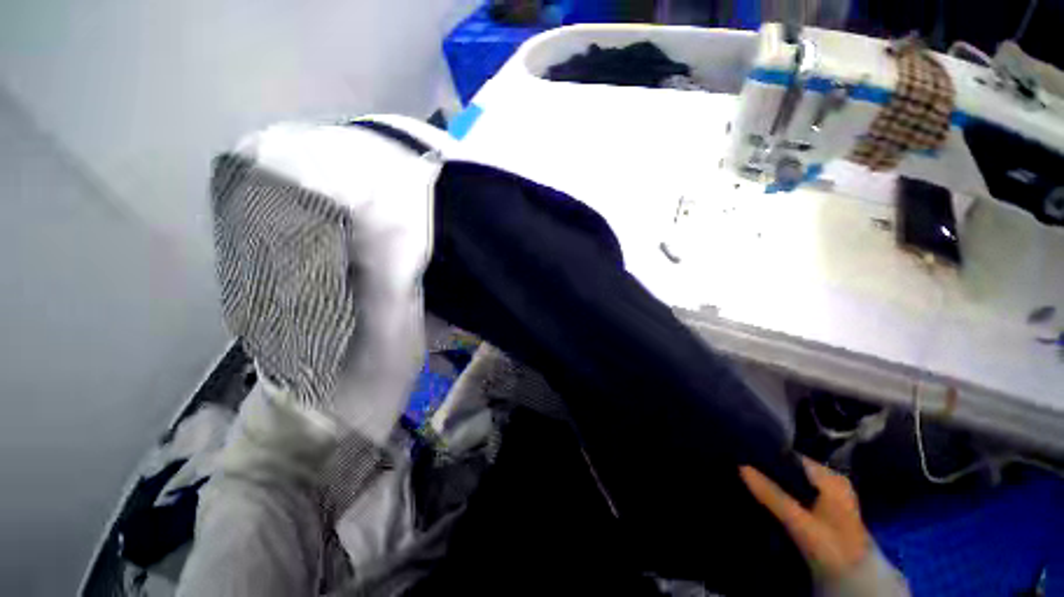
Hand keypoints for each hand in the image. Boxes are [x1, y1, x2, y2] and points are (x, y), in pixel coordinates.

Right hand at [740, 458, 870, 580]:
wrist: (854, 580)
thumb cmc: (832, 547)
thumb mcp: (799, 521)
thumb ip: (771, 494)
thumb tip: (741, 467)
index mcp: (831, 477)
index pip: (792, 457)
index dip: (768, 456)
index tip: (743, 456)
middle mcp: (832, 481)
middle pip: (793, 469)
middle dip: (770, 471)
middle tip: (742, 469)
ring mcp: (830, 496)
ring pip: (795, 483)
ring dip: (775, 484)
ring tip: (749, 481)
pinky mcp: (826, 511)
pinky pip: (798, 494)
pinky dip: (783, 495)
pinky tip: (767, 498)